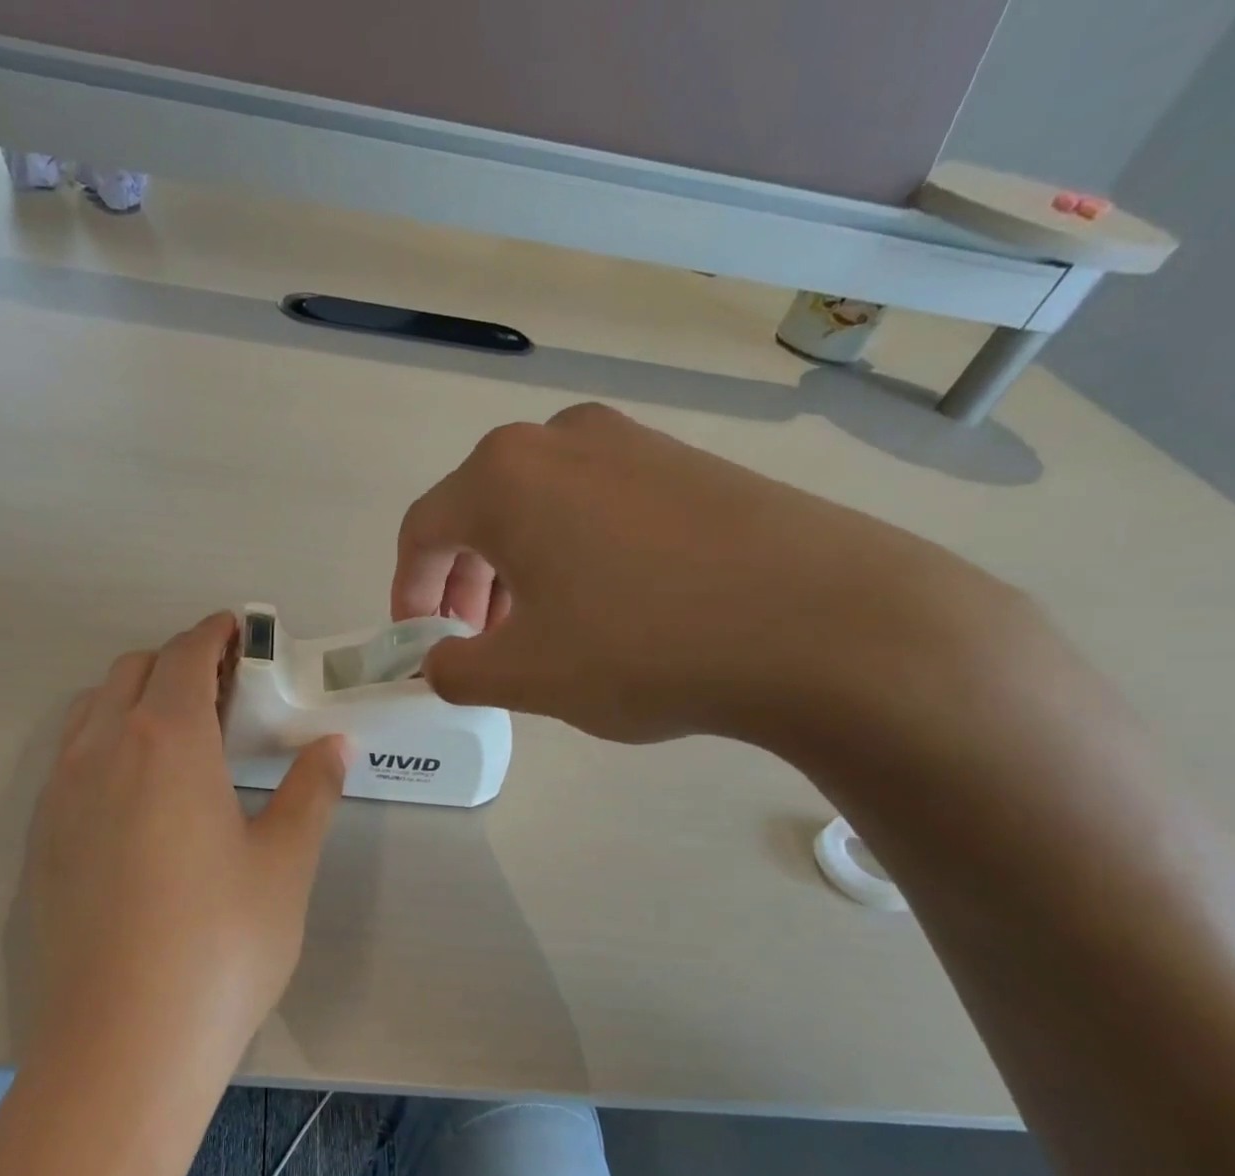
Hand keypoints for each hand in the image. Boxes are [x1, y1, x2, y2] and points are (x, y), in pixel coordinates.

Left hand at [23, 612, 349, 1067]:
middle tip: (227, 692)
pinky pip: (72, 757)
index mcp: (166, 742)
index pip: (187, 656)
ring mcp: (60, 794)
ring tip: (183, 737)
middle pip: (134, 672)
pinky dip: (107, 742)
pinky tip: (140, 794)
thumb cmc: (221, 946)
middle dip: (179, 663)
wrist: (123, 1044)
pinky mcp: (41, 838)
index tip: (240, 632)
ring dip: (137, 699)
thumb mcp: (284, 864)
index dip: (216, 634)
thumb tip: (334, 746)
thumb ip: (311, 793)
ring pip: (94, 710)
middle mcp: (101, 750)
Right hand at [393, 402, 1018, 746]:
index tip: (419, 642)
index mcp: (504, 478)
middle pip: (478, 513)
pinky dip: (573, 555)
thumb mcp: (523, 676)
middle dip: (464, 585)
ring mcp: (632, 442)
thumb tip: (437, 662)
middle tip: (478, 643)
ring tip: (540, 631)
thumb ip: (453, 670)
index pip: (422, 530)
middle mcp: (560, 440)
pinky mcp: (687, 462)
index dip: (408, 592)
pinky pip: (596, 506)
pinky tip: (606, 607)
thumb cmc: (643, 646)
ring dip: (517, 571)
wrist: (826, 625)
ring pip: (538, 509)